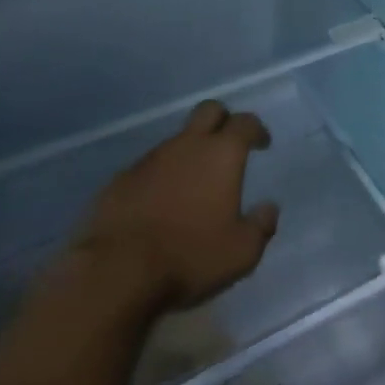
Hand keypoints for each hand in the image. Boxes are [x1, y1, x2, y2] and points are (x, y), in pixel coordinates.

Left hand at [75, 99, 280, 314]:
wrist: (116, 273)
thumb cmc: (189, 257)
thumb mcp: (242, 252)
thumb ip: (261, 225)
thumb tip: (268, 209)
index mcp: (221, 154)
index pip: (245, 122)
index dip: (256, 129)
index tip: (262, 143)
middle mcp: (186, 145)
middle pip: (208, 110)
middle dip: (222, 120)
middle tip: (228, 145)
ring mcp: (149, 160)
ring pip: (176, 140)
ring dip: (189, 153)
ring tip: (192, 185)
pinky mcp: (120, 180)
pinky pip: (148, 168)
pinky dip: (160, 178)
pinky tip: (159, 205)